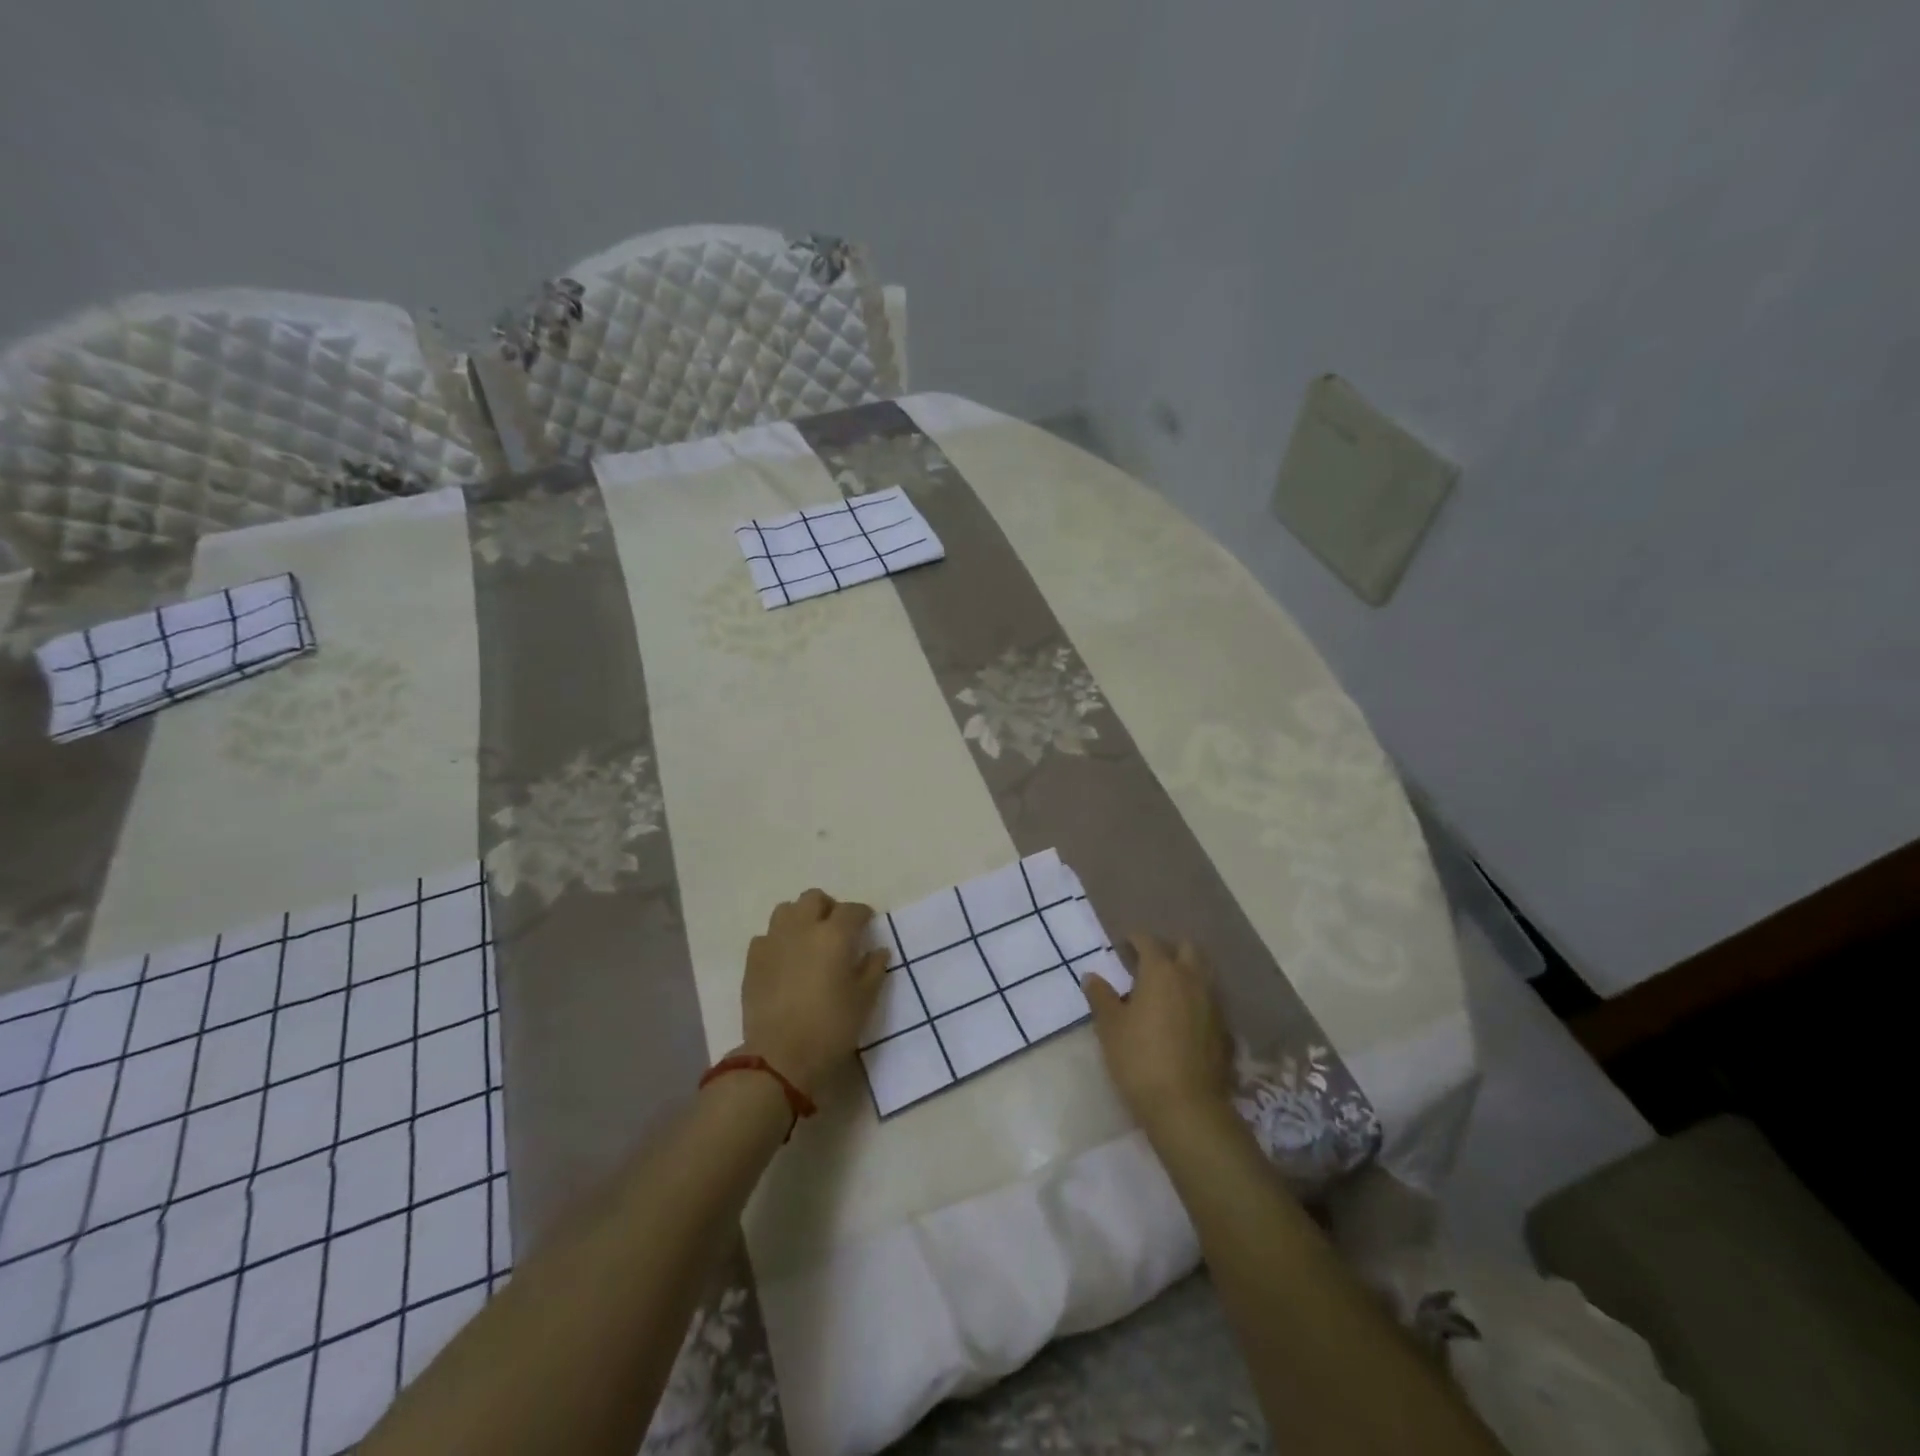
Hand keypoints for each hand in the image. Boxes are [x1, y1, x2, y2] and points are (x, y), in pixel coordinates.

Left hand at [740, 889, 887, 1097]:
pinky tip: (785, 959)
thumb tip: (878, 950)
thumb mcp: (864, 1000)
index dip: (863, 914)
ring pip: (786, 910)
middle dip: (828, 908)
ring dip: (800, 917)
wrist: (779, 1056)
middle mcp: (802, 928)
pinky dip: (778, 940)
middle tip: (837, 929)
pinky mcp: (753, 959)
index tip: (867, 925)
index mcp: (834, 935)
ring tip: (808, 939)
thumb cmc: (831, 1028)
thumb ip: (873, 969)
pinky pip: (767, 936)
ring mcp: (774, 941)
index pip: (852, 910)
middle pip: (814, 898)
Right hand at [1084, 934, 1231, 1129]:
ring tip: (1165, 990)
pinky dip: (1196, 999)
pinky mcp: (1224, 1029)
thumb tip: (1092, 976)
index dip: (1134, 939)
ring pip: (1202, 974)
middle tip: (1148, 964)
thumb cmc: (1139, 1058)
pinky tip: (1182, 1018)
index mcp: (1161, 971)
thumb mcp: (1110, 1027)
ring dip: (1185, 973)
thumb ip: (1101, 997)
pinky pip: (1209, 1001)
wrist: (1186, 1106)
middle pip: (1186, 949)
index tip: (1122, 946)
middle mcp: (1191, 979)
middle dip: (1168, 949)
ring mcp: (1212, 1004)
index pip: (1148, 941)